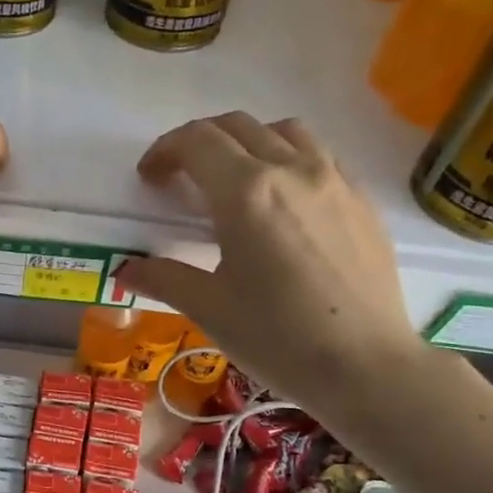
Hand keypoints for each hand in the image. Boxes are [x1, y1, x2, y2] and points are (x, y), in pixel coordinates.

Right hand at [114, 112, 425, 409]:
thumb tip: (126, 269)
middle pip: (237, 127)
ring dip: (247, 142)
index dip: (165, 151)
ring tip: (233, 181)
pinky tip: (284, 201)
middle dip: (199, 142)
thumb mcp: (211, 310)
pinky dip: (288, 159)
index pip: (197, 142)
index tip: (150, 178)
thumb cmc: (278, 339)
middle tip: (180, 179)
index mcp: (246, 193)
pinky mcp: (362, 199)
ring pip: (283, 132)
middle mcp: (292, 170)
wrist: (366, 366)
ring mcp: (334, 180)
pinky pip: (319, 155)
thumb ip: (165, 279)